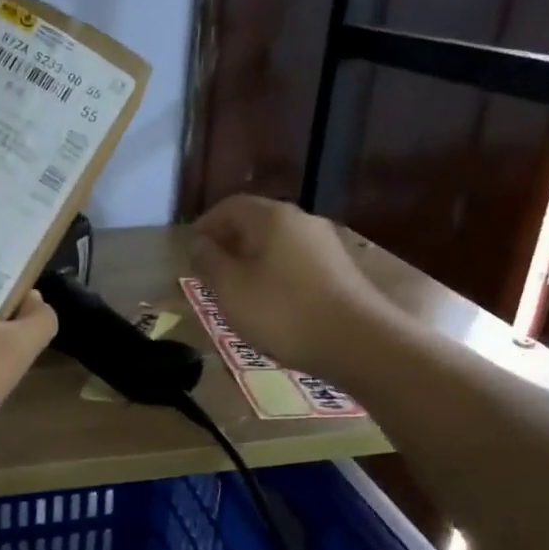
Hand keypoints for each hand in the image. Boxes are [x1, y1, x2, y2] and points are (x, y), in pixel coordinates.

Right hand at [190, 195, 388, 380]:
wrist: (358, 342)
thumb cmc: (282, 311)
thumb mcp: (231, 288)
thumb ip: (208, 261)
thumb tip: (198, 243)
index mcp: (272, 217)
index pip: (229, 206)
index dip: (205, 225)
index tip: (190, 251)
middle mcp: (302, 221)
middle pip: (256, 223)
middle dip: (229, 245)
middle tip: (209, 273)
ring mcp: (326, 245)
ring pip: (277, 245)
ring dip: (252, 262)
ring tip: (237, 292)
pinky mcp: (340, 271)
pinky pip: (296, 264)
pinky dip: (276, 276)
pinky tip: (271, 304)